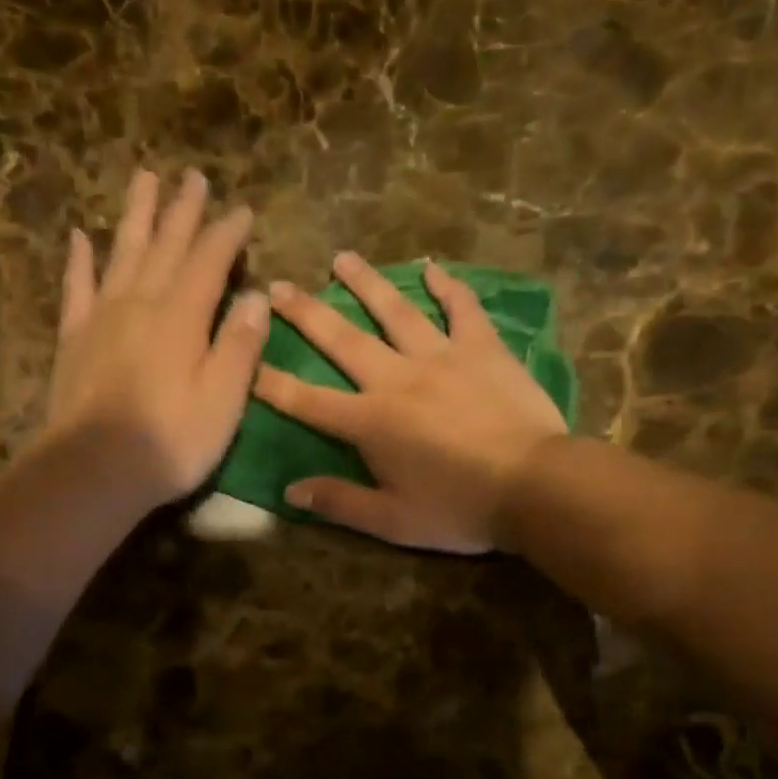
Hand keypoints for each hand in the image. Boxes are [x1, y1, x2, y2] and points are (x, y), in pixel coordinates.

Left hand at [42, 168, 268, 508]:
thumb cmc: (170, 442)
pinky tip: (79, 236)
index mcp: (182, 317)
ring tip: (143, 179)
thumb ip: (239, 345)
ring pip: (122, 252)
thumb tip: (255, 297)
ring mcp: (102, 317)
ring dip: (136, 215)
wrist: (93, 470)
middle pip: (165, 245)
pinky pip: (76, 287)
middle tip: (192, 176)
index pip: (210, 261)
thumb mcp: (223, 400)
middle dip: (182, 210)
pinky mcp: (74, 339)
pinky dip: (79, 260)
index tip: (242, 209)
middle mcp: (141, 303)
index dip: (227, 233)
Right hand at [253, 253, 567, 552]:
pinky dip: (447, 286)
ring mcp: (441, 356)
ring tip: (342, 258)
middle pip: (342, 339)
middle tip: (278, 286)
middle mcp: (396, 378)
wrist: (536, 486)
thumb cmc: (459, 508)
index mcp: (370, 421)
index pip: (306, 400)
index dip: (269, 381)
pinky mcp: (482, 348)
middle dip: (306, 312)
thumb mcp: (393, 521)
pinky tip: (432, 268)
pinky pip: (462, 308)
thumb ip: (339, 502)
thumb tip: (290, 492)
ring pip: (395, 311)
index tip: (241, 358)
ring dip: (366, 282)